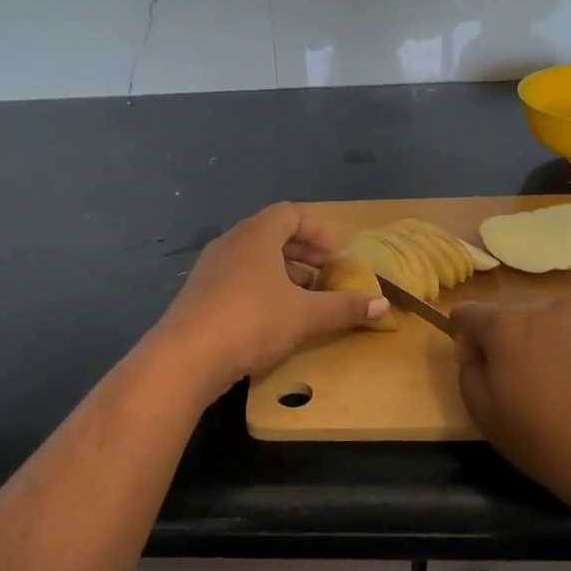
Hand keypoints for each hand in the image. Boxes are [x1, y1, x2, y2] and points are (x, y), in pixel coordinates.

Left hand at [154, 203, 387, 392]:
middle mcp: (231, 242)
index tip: (339, 258)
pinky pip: (238, 279)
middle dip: (305, 254)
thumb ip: (344, 307)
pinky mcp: (200, 294)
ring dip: (284, 273)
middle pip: (273, 235)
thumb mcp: (305, 315)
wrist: (186, 357)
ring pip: (255, 259)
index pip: (291, 214)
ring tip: (306, 299)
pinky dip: (262, 288)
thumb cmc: (252, 321)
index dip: (319, 232)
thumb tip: (383, 305)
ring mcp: (211, 268)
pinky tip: (274, 318)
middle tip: (328, 277)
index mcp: (256, 234)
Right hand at [452, 298, 570, 567]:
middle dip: (512, 347)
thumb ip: (470, 374)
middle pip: (515, 321)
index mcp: (508, 325)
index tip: (477, 368)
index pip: (468, 313)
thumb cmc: (554, 445)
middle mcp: (550, 309)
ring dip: (552, 352)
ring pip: (556, 330)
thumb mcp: (488, 418)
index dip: (463, 338)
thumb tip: (479, 354)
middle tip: (527, 393)